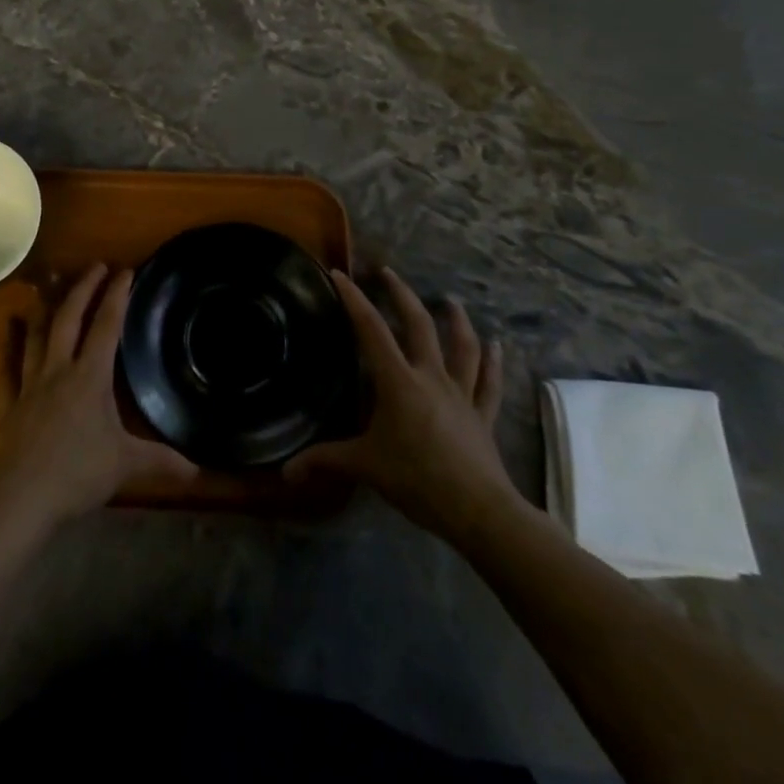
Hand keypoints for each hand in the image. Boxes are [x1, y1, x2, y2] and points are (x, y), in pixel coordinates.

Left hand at [0, 265, 196, 534]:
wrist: (22, 499)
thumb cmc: (77, 475)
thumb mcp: (125, 465)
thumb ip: (161, 461)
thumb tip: (199, 469)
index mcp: (89, 377)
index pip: (106, 326)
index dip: (116, 296)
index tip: (125, 270)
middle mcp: (58, 370)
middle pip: (69, 319)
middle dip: (83, 289)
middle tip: (96, 266)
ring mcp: (29, 385)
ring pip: (38, 336)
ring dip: (47, 309)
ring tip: (51, 288)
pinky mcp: (9, 405)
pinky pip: (8, 368)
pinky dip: (9, 346)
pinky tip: (9, 329)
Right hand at [286, 269, 522, 538]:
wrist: (479, 511)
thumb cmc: (418, 480)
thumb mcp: (365, 466)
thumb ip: (325, 460)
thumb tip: (285, 471)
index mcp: (398, 381)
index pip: (371, 330)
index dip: (354, 299)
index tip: (340, 274)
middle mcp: (431, 377)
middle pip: (418, 324)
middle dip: (401, 294)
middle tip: (388, 272)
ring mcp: (461, 394)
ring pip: (462, 347)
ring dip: (456, 320)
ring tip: (451, 300)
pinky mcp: (482, 415)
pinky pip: (489, 383)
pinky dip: (494, 364)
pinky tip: (498, 346)